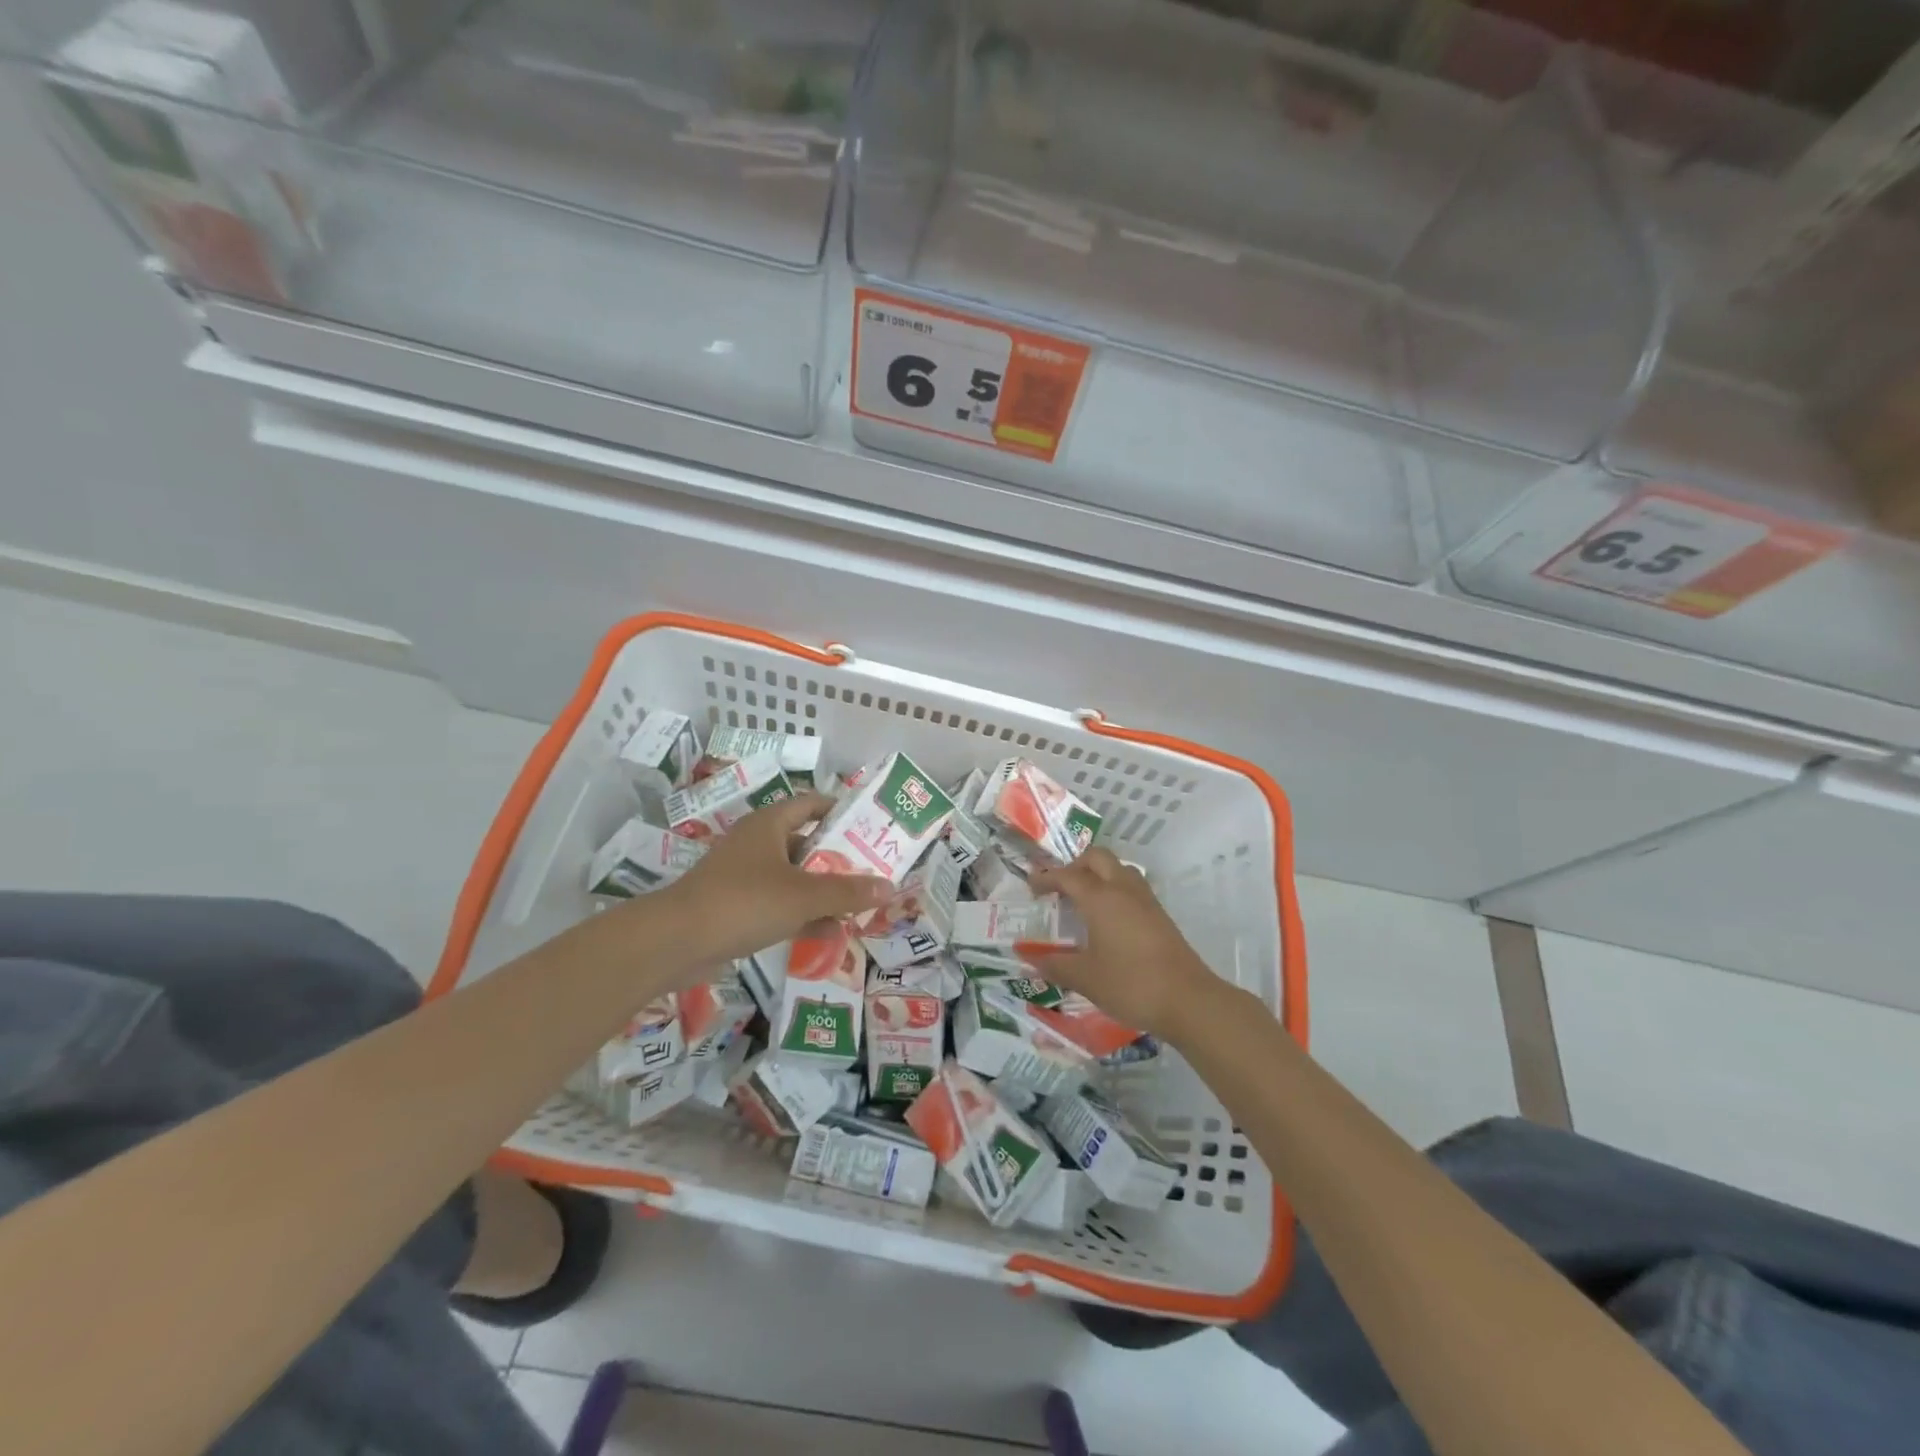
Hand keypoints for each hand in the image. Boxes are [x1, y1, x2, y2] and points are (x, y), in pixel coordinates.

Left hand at [658, 793, 890, 965]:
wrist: (676, 941)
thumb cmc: (745, 902)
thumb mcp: (804, 895)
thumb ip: (848, 891)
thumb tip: (889, 886)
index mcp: (769, 824)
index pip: (811, 803)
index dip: (840, 810)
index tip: (869, 825)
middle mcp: (756, 843)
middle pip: (806, 842)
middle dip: (838, 858)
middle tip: (871, 870)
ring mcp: (744, 876)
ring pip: (793, 877)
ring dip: (822, 890)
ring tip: (858, 904)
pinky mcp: (735, 906)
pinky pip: (778, 903)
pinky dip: (802, 914)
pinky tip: (829, 933)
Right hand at [1024, 847, 1226, 1040]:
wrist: (1188, 1000)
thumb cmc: (1130, 984)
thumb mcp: (1084, 978)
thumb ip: (1053, 964)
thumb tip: (1026, 957)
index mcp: (1100, 898)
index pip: (1067, 875)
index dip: (1046, 877)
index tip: (1031, 887)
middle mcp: (1123, 889)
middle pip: (1097, 858)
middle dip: (1075, 865)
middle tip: (1060, 888)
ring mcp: (1146, 900)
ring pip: (1119, 868)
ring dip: (1098, 874)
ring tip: (1084, 899)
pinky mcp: (1160, 915)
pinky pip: (1132, 887)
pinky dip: (1114, 889)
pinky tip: (1108, 919)